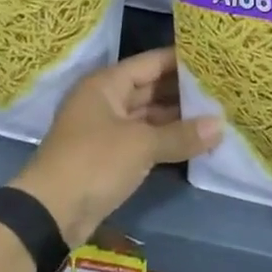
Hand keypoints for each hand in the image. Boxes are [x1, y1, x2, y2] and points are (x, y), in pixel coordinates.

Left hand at [9, 48, 220, 245]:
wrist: (50, 212)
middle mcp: (105, 100)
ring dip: (177, 118)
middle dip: (183, 91)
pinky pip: (143, 139)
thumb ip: (181, 134)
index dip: (181, 60)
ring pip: (148, 116)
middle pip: (150, 88)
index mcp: (107, 84)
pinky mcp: (108, 156)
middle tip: (221, 89)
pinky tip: (194, 141)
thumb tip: (220, 125)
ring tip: (216, 114)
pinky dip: (165, 139)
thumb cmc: (94, 162)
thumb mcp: (141, 145)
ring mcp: (106, 129)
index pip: (151, 62)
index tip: (213, 59)